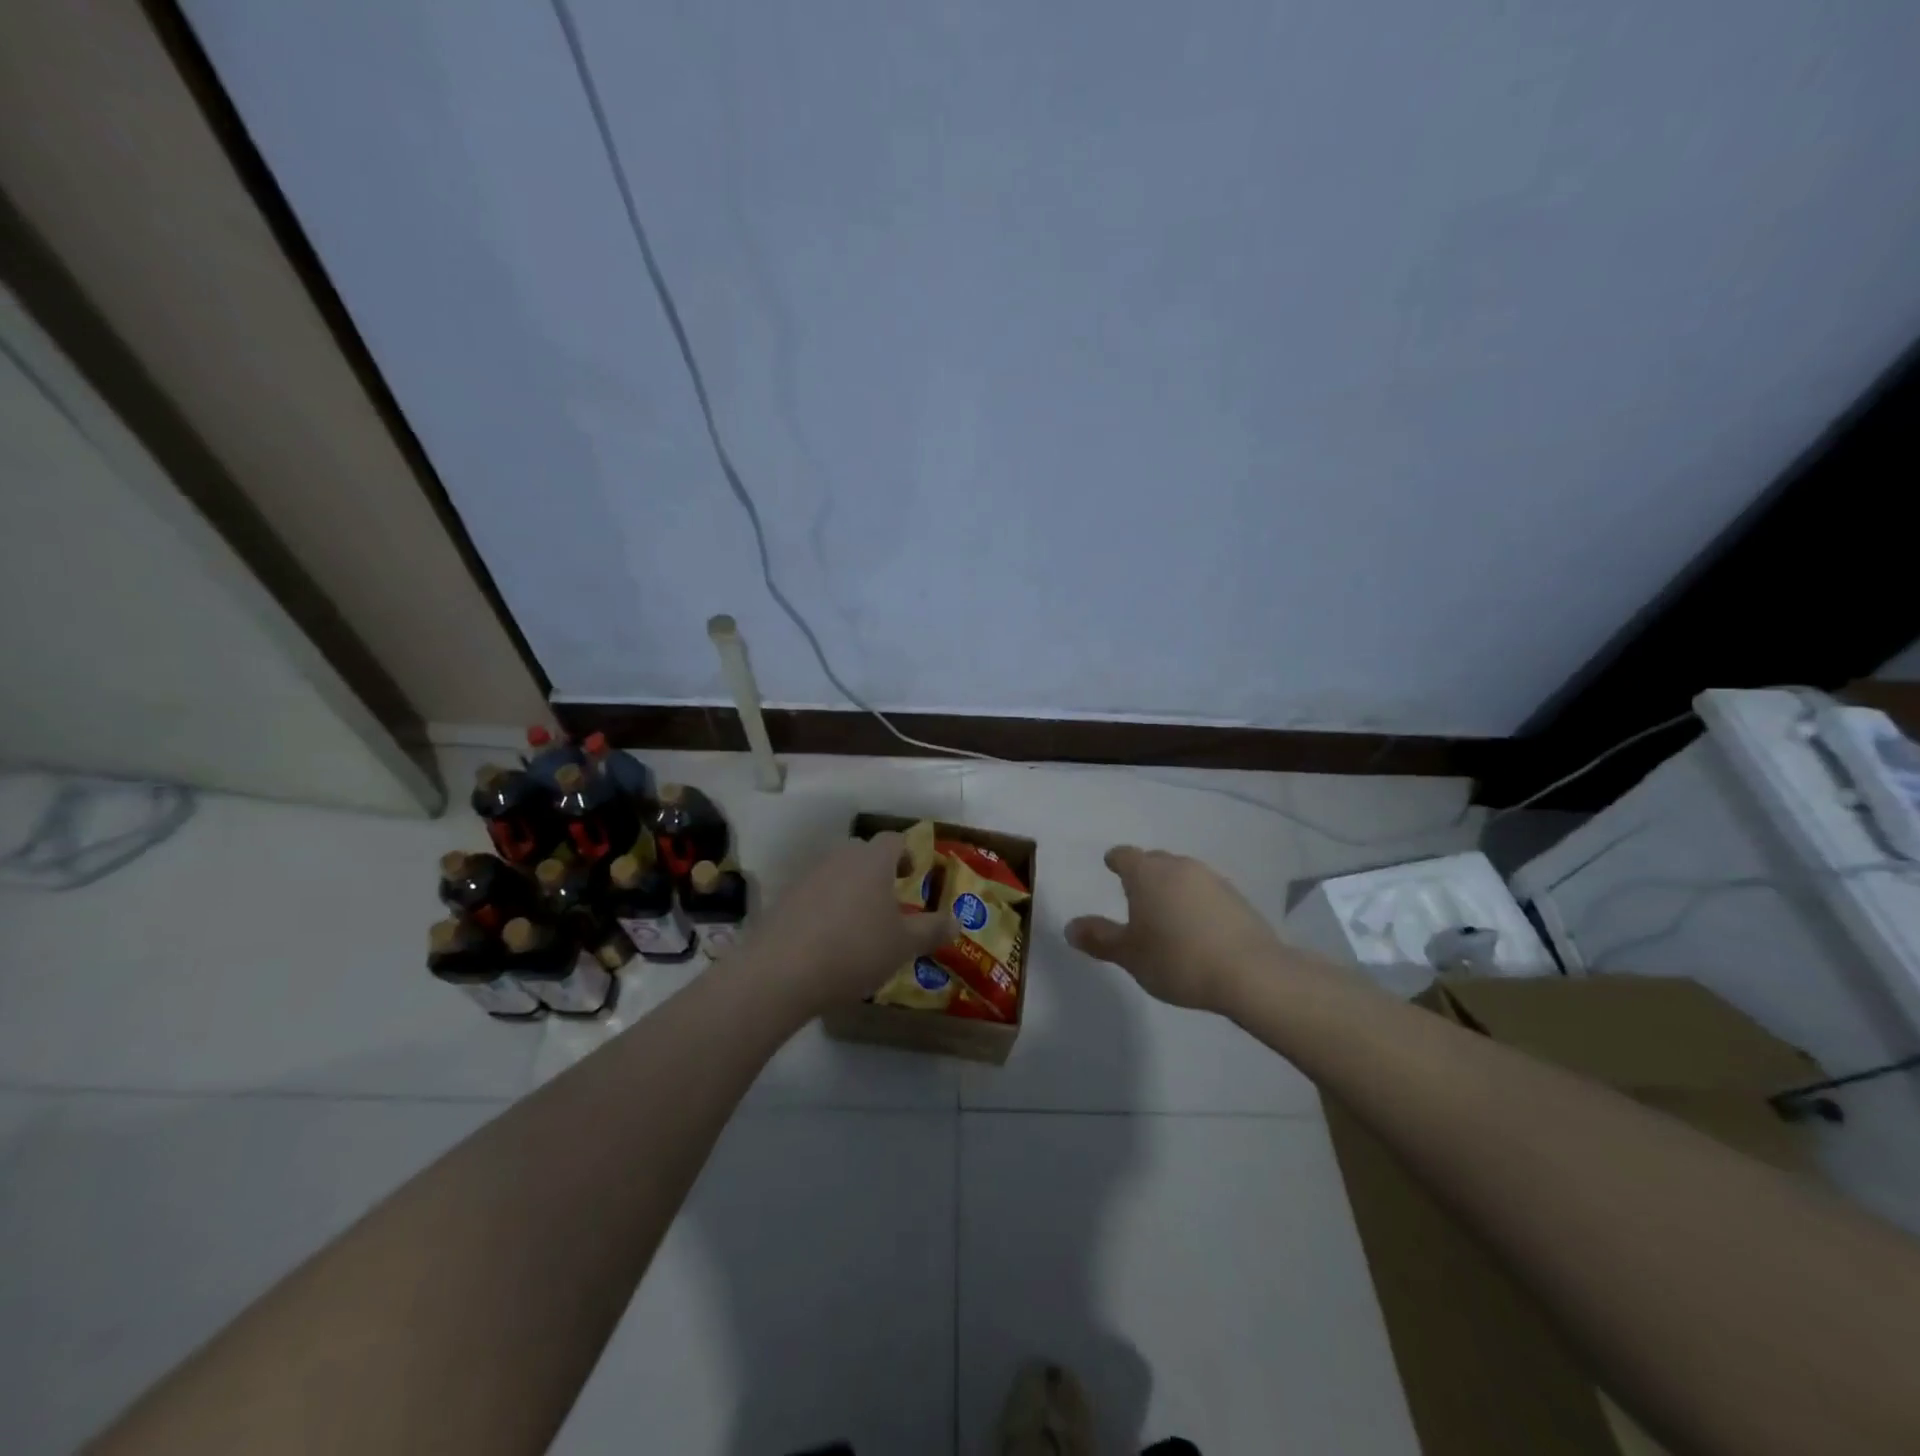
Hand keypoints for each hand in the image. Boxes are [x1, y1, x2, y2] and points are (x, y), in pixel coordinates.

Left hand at [744, 832, 956, 1017]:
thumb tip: (957, 920)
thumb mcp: (903, 945)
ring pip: (836, 872)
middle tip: (889, 899)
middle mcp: (840, 858)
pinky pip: (813, 893)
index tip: (913, 875)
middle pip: (863, 852)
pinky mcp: (783, 898)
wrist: (780, 971)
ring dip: (850, 888)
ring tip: (858, 923)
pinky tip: (827, 939)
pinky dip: (824, 907)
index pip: (894, 840)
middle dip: (878, 870)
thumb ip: (932, 930)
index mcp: (873, 860)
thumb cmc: (854, 950)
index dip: (907, 853)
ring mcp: (807, 875)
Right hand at [1066, 846, 1282, 1011]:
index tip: (1111, 866)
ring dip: (1171, 888)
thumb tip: (1070, 927)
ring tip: (1166, 914)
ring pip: (1182, 875)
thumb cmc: (1178, 959)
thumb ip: (1099, 939)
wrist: (1251, 973)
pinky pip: (1205, 891)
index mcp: (1147, 873)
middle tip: (1135, 895)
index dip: (1115, 861)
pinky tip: (1196, 927)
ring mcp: (1211, 879)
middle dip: (1143, 873)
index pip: (1124, 855)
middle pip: (1154, 861)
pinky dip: (1195, 902)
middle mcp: (1179, 866)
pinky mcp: (1237, 897)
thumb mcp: (1130, 955)